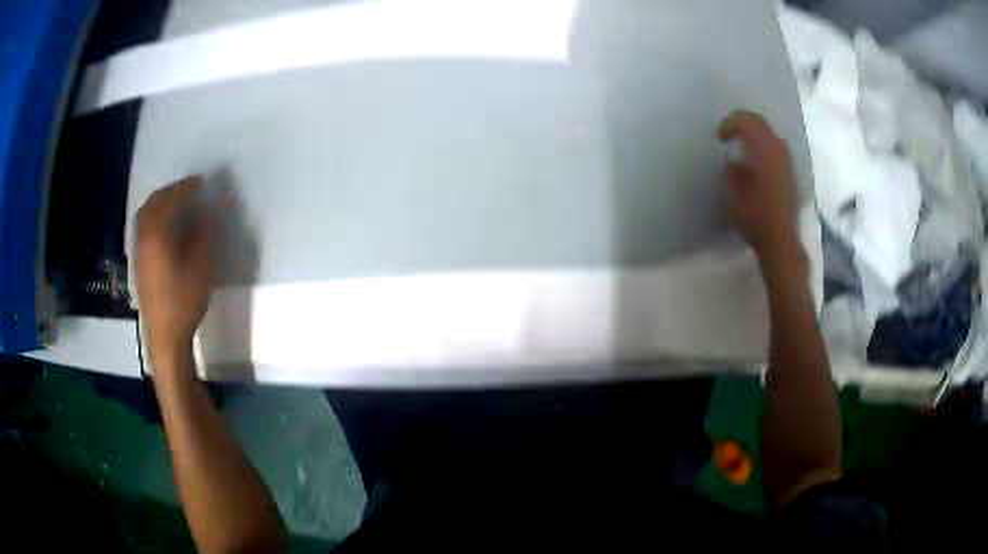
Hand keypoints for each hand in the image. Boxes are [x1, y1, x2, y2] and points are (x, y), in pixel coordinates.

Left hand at [136, 176, 215, 357]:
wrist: (164, 336)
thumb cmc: (183, 301)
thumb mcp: (202, 267)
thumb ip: (205, 234)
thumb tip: (208, 213)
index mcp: (158, 234)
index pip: (171, 200)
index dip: (186, 187)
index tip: (201, 182)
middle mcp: (144, 237)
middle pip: (153, 203)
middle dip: (170, 191)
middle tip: (187, 190)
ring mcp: (138, 251)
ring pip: (144, 215)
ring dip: (159, 203)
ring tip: (175, 204)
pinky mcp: (138, 263)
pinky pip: (143, 228)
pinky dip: (153, 217)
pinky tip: (164, 227)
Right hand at [718, 110, 800, 265]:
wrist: (781, 241)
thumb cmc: (755, 217)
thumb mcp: (733, 193)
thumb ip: (731, 171)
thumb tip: (733, 161)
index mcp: (764, 151)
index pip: (747, 121)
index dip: (730, 123)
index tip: (719, 138)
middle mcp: (778, 151)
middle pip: (761, 123)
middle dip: (742, 124)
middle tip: (728, 135)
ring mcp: (787, 163)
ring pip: (771, 136)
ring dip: (755, 136)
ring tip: (743, 148)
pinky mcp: (791, 175)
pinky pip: (777, 150)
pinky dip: (764, 148)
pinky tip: (757, 164)